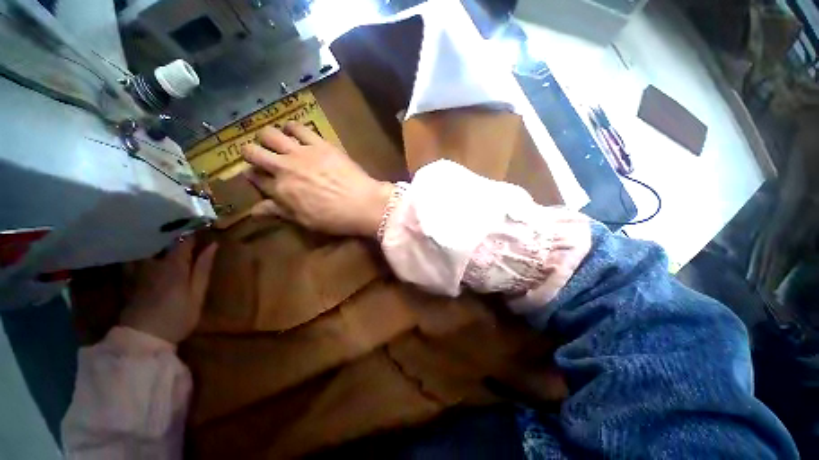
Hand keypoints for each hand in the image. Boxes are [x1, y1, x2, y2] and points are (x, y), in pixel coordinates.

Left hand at [120, 238, 217, 343]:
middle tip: (183, 230)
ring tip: (163, 238)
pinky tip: (145, 253)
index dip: (193, 233)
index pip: (183, 240)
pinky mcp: (128, 278)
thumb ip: (203, 268)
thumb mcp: (197, 294)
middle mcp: (153, 262)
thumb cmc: (177, 316)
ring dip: (155, 241)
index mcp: (173, 265)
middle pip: (161, 241)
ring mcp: (137, 270)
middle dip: (172, 234)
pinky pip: (133, 257)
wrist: (143, 338)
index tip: (201, 228)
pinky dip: (140, 252)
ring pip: (145, 247)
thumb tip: (213, 245)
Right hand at [241, 122, 393, 236]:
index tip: (258, 176)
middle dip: (251, 153)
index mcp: (281, 190)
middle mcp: (284, 168)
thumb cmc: (336, 218)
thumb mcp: (305, 220)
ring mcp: (301, 153)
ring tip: (276, 142)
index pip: (255, 178)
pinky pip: (298, 127)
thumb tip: (253, 211)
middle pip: (253, 152)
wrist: (364, 204)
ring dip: (268, 137)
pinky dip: (292, 127)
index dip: (254, 177)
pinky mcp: (319, 143)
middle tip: (261, 156)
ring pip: (269, 134)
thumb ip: (279, 212)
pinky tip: (294, 131)